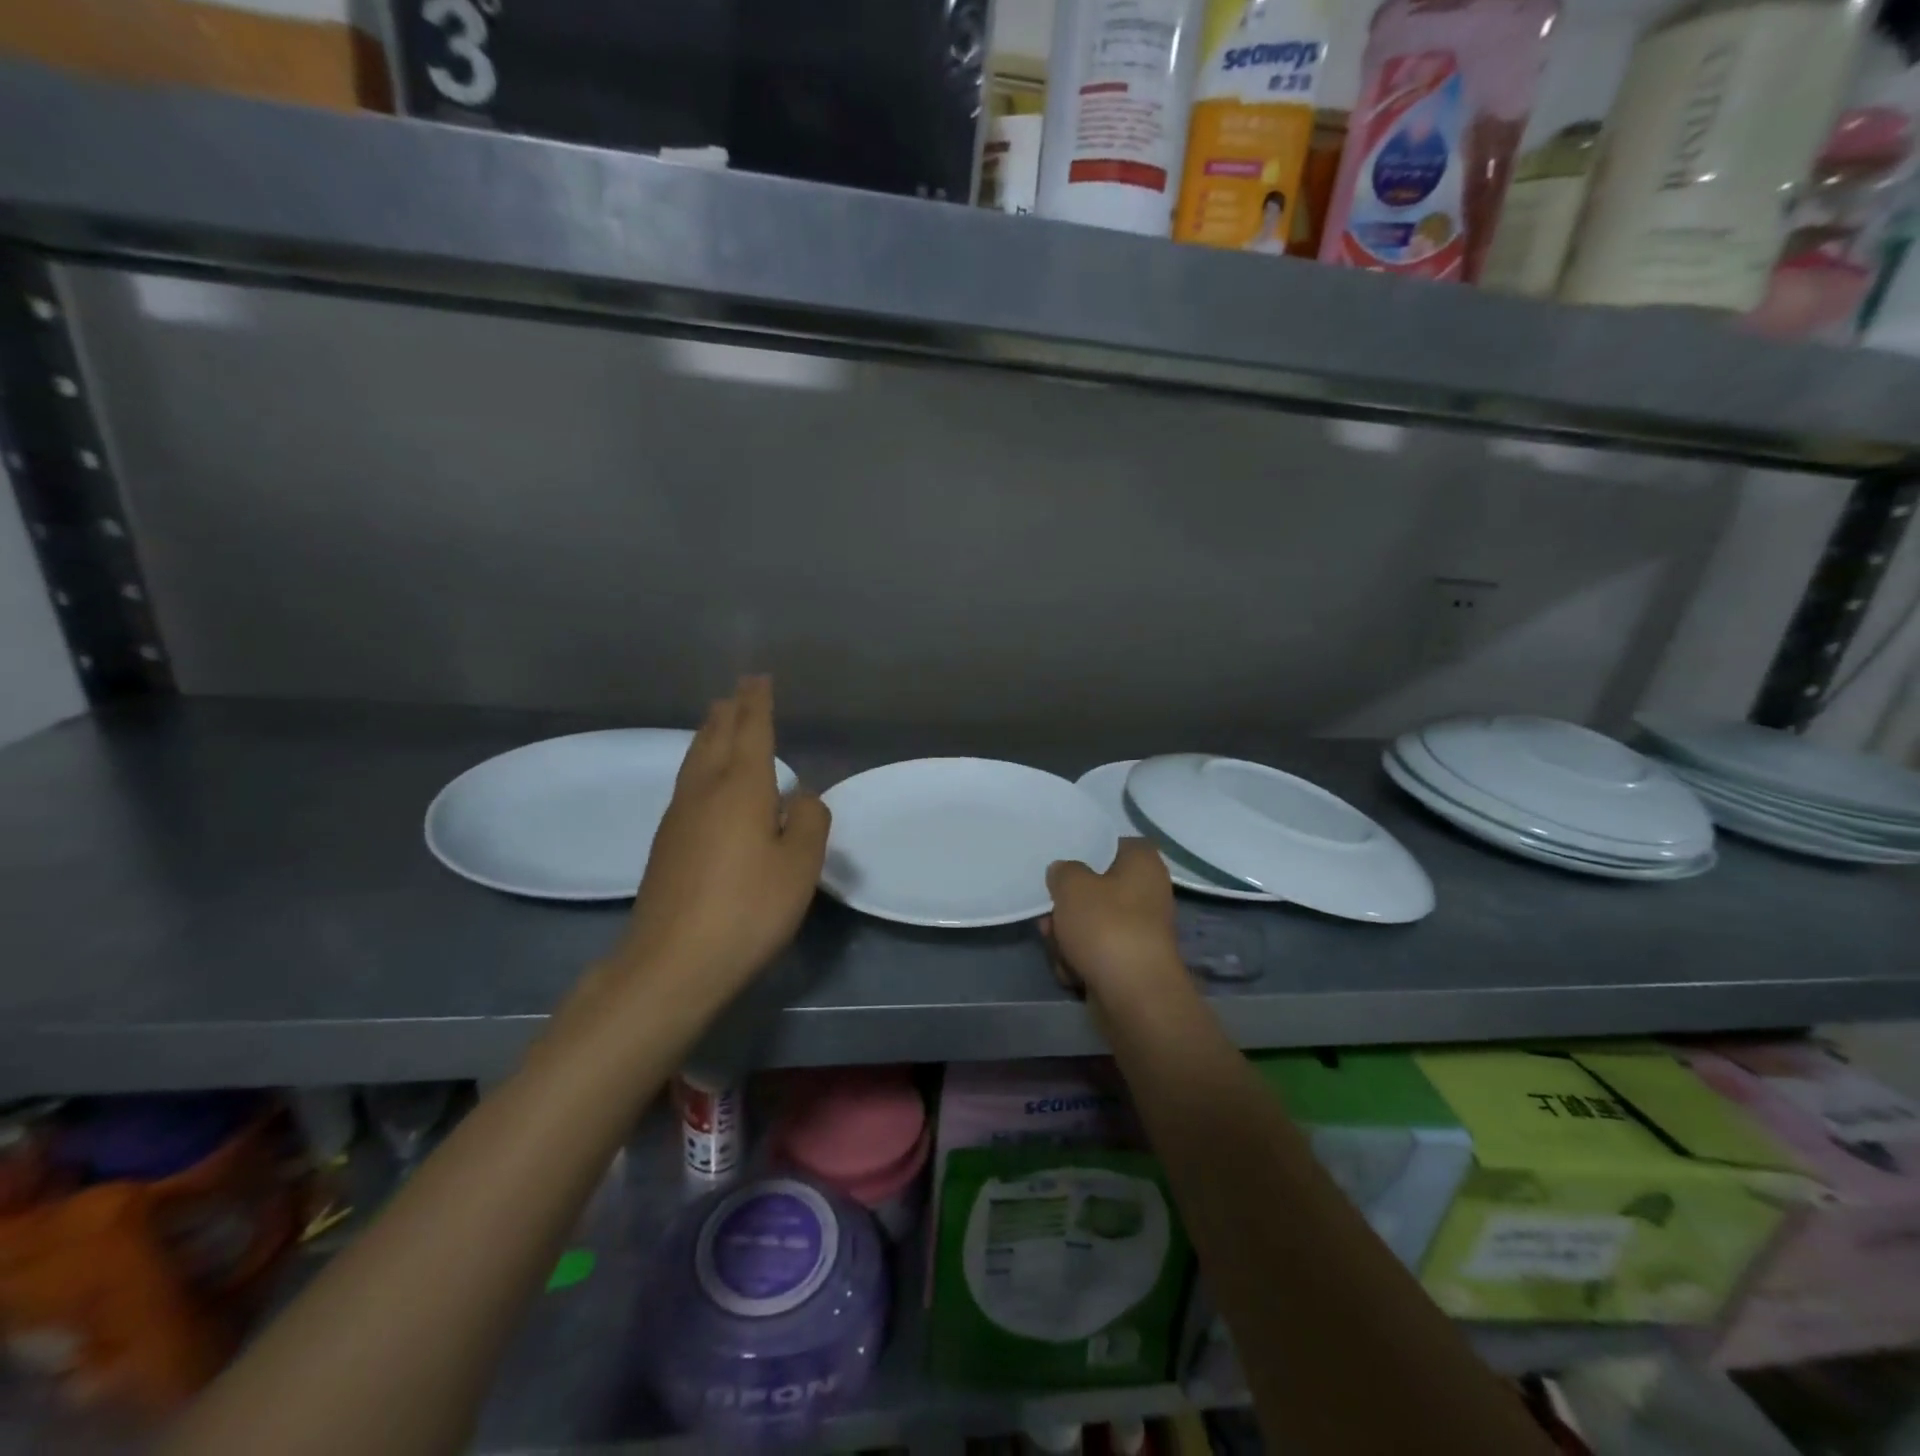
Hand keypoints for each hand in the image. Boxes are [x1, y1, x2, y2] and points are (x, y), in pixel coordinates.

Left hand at [603, 676, 829, 1006]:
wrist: (672, 963)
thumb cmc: (747, 909)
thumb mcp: (798, 866)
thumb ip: (808, 821)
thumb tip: (800, 795)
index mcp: (741, 788)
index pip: (751, 732)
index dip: (757, 703)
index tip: (758, 678)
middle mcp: (704, 792)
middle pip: (715, 739)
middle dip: (729, 712)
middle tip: (737, 692)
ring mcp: (678, 818)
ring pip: (695, 761)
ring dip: (709, 735)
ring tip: (718, 722)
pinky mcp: (666, 845)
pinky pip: (687, 785)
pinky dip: (700, 765)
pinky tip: (705, 781)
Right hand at [1042, 839, 1185, 1007]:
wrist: (1134, 997)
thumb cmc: (1106, 927)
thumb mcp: (1071, 885)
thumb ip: (1062, 871)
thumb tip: (1065, 873)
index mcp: (1143, 864)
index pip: (1114, 844)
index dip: (1087, 851)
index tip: (1063, 865)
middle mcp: (1148, 893)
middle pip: (1096, 889)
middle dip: (1066, 906)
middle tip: (1049, 917)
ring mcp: (1140, 931)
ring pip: (1091, 923)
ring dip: (1067, 936)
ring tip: (1057, 948)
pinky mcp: (1131, 963)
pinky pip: (1096, 953)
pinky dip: (1080, 961)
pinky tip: (1070, 972)